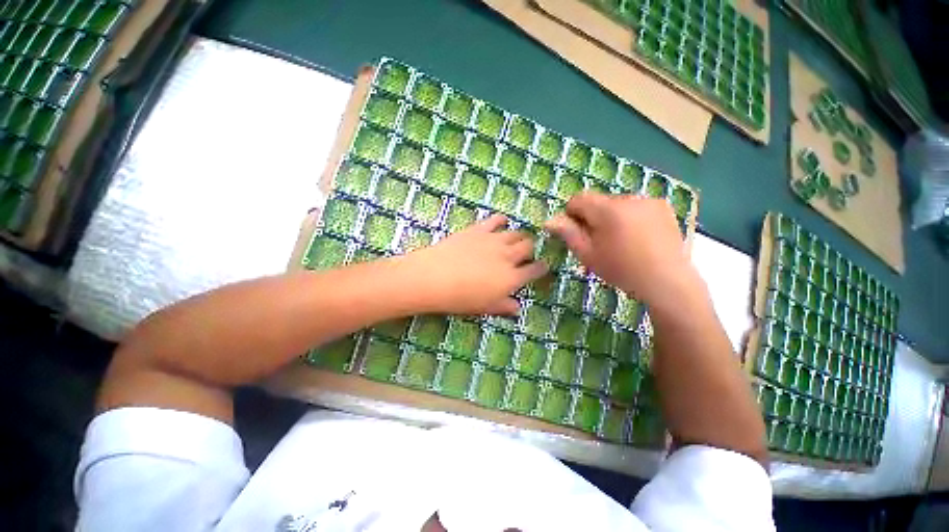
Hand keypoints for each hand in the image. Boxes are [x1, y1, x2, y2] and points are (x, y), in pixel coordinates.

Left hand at [402, 214, 546, 314]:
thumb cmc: (460, 298)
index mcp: (511, 278)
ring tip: (515, 239)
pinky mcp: (479, 230)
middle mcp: (508, 256)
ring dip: (519, 235)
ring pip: (516, 233)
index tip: (542, 266)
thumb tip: (518, 308)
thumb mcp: (484, 307)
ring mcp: (494, 240)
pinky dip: (501, 220)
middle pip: (528, 247)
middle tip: (525, 253)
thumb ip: (504, 306)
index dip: (541, 268)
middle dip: (530, 249)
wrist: (435, 277)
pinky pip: (496, 220)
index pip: (534, 270)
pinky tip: (502, 222)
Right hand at [545, 193, 697, 305]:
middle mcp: (628, 198)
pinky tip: (637, 237)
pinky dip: (630, 217)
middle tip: (598, 241)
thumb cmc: (621, 270)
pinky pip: (636, 206)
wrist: (667, 281)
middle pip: (598, 201)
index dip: (571, 214)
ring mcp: (648, 201)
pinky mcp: (663, 207)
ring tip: (620, 241)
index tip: (576, 232)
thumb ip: (568, 233)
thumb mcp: (588, 255)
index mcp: (608, 210)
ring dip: (611, 217)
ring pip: (617, 204)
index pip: (578, 199)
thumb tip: (549, 220)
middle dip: (592, 217)